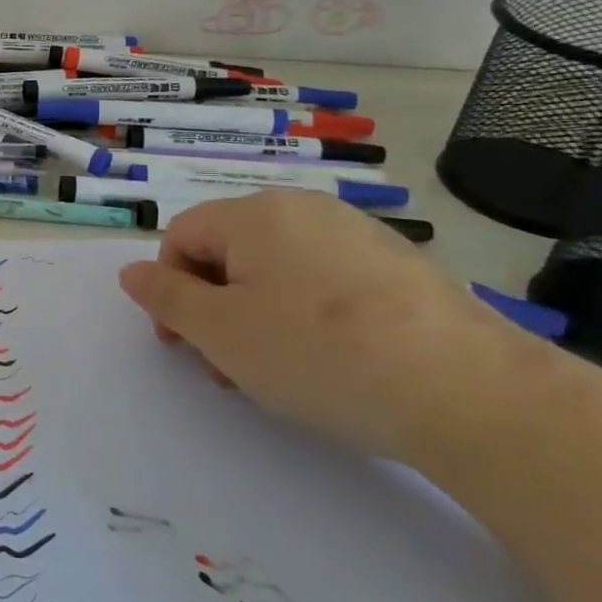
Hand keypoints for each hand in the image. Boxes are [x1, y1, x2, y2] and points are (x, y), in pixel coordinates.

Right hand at [117, 190, 537, 462]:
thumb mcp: (221, 332)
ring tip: (278, 372)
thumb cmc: (319, 354)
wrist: (471, 392)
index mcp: (254, 214)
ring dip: (257, 315)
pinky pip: (328, 282)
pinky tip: (333, 363)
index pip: (181, 237)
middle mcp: (304, 209)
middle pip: (230, 252)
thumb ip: (166, 297)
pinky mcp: (401, 268)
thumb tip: (130, 271)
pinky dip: (309, 316)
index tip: (181, 345)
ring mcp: (359, 235)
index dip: (168, 289)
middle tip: (226, 366)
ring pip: (279, 269)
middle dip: (214, 307)